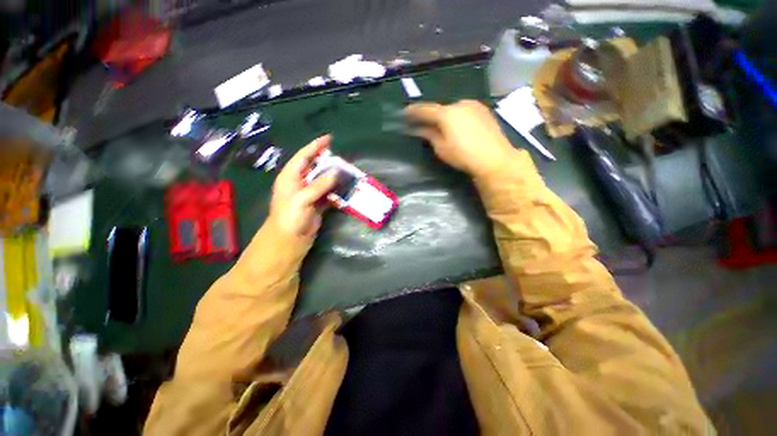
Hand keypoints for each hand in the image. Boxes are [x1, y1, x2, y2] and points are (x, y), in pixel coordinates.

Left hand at [268, 135, 338, 238]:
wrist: (289, 240)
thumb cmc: (290, 217)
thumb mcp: (302, 198)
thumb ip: (319, 185)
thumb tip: (336, 172)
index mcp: (290, 177)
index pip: (303, 157)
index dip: (315, 146)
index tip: (329, 139)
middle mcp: (299, 183)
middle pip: (315, 167)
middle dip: (328, 162)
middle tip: (342, 159)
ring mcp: (309, 194)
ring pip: (323, 181)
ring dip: (334, 177)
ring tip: (347, 173)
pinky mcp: (317, 204)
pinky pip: (328, 194)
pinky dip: (336, 191)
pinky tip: (345, 189)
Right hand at [405, 100, 516, 178]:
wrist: (495, 158)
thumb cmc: (463, 155)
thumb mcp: (441, 148)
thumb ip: (429, 135)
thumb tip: (417, 129)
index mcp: (446, 113)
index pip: (425, 110)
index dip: (413, 111)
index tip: (404, 113)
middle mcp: (460, 104)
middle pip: (440, 109)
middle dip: (430, 116)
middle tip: (423, 124)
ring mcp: (473, 105)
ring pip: (453, 109)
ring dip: (445, 116)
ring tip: (441, 127)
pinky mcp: (484, 110)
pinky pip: (464, 111)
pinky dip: (457, 117)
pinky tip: (457, 127)